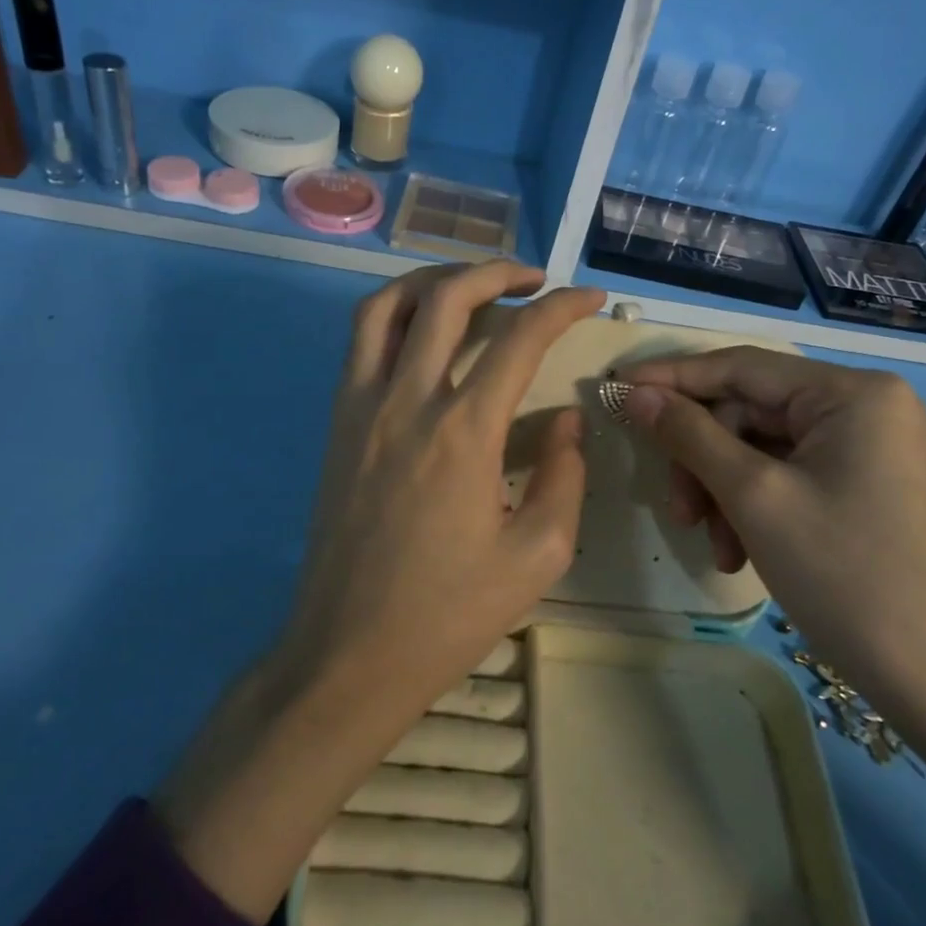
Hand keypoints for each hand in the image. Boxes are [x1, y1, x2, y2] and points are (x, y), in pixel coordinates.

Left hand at [288, 260, 606, 704]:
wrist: (349, 653)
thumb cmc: (448, 614)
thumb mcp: (537, 555)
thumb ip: (563, 475)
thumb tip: (565, 420)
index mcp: (463, 433)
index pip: (520, 339)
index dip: (562, 308)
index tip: (589, 298)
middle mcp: (407, 401)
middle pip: (447, 298)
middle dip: (497, 272)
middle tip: (534, 279)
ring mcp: (361, 407)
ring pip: (388, 305)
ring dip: (435, 279)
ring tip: (473, 285)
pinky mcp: (336, 423)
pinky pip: (361, 341)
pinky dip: (396, 312)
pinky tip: (425, 332)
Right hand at [622, 346, 925, 729]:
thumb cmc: (844, 576)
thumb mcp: (754, 497)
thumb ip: (689, 435)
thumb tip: (635, 394)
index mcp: (852, 393)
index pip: (742, 367)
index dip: (673, 378)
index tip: (616, 388)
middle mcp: (865, 406)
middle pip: (750, 412)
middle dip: (705, 460)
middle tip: (678, 511)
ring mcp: (868, 447)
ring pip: (762, 448)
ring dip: (724, 491)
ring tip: (715, 546)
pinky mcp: (864, 483)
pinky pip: (787, 475)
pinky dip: (753, 507)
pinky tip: (741, 551)